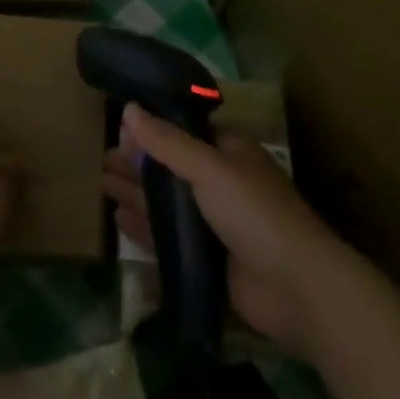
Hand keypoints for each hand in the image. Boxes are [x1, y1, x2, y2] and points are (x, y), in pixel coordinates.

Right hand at [105, 105, 346, 354]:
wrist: (297, 290)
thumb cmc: (255, 213)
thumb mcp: (209, 168)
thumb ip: (167, 141)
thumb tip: (128, 109)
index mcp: (228, 151)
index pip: (182, 131)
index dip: (151, 129)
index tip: (118, 128)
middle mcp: (220, 182)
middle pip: (170, 166)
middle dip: (137, 162)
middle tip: (101, 159)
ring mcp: (214, 222)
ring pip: (166, 201)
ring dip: (135, 191)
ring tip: (101, 183)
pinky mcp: (208, 258)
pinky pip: (168, 237)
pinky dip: (144, 226)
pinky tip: (118, 218)